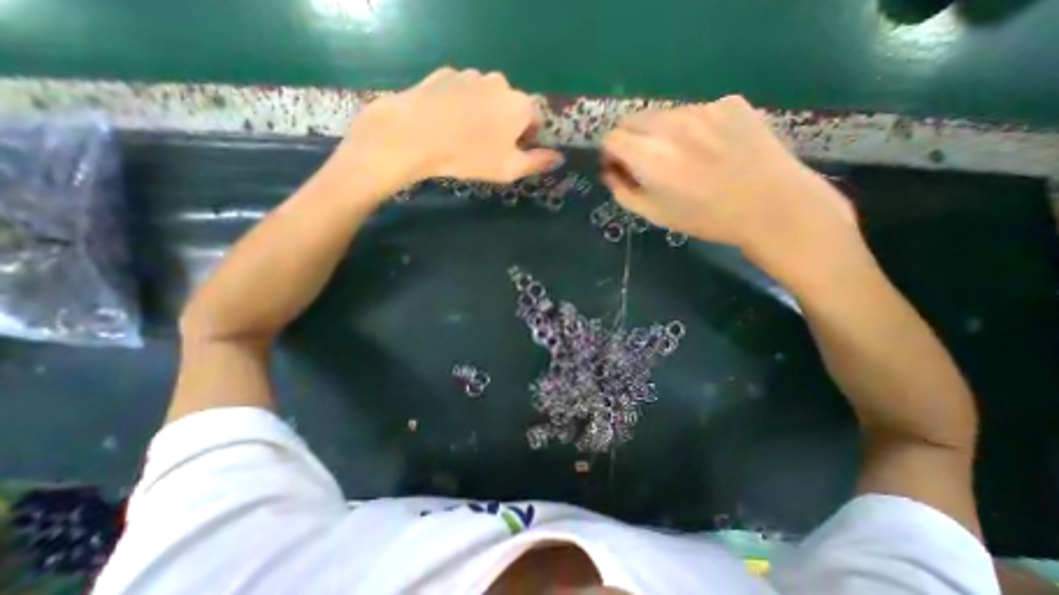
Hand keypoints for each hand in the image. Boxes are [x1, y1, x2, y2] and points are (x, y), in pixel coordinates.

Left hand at [327, 66, 566, 199]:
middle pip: (512, 106)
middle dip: (506, 125)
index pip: (536, 119)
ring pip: (487, 98)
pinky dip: (462, 105)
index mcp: (520, 105)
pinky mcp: (446, 73)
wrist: (416, 135)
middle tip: (488, 147)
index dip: (528, 139)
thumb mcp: (509, 168)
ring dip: (484, 114)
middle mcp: (500, 82)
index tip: (513, 153)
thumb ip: (538, 162)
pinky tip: (448, 122)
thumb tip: (559, 157)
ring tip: (465, 135)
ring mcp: (471, 74)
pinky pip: (463, 91)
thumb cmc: (470, 156)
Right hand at [603, 96, 859, 280]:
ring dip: (660, 134)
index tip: (619, 167)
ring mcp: (702, 109)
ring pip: (663, 115)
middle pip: (633, 119)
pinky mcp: (729, 102)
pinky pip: (695, 112)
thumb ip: (623, 192)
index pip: (612, 138)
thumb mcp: (654, 214)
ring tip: (682, 157)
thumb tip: (611, 173)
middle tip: (645, 162)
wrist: (770, 205)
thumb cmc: (704, 217)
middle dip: (630, 140)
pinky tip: (710, 148)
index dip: (610, 153)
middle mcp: (671, 125)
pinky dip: (691, 128)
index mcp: (649, 157)